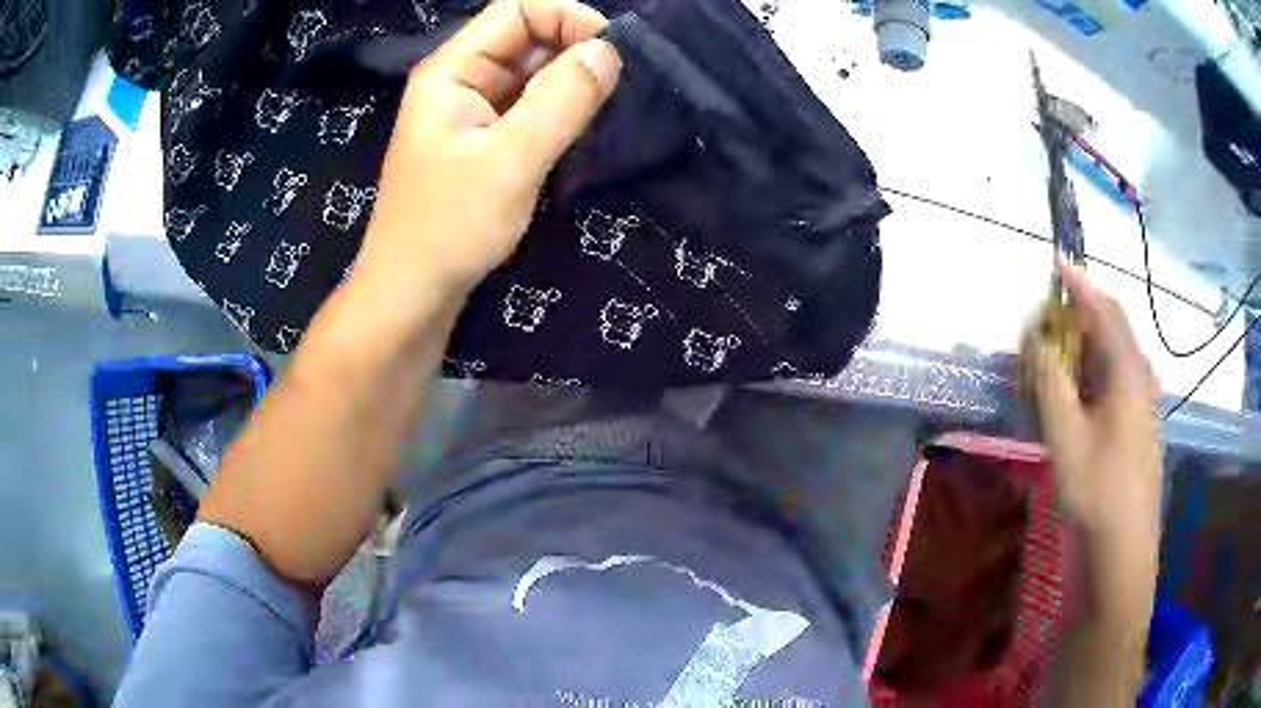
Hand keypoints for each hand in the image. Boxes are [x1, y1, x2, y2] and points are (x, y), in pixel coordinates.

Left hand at [353, 0, 621, 307]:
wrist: (410, 296)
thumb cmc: (448, 229)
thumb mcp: (510, 161)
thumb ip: (560, 101)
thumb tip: (608, 51)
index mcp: (451, 71)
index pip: (515, 10)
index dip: (567, 17)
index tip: (612, 51)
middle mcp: (459, 81)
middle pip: (525, 38)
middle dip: (574, 50)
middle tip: (618, 84)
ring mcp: (470, 112)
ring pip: (530, 74)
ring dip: (570, 82)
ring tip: (608, 107)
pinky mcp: (482, 141)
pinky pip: (527, 107)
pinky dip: (558, 110)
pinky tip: (583, 129)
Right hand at [1024, 257, 1162, 702]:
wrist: (1125, 546)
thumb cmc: (1097, 491)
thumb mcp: (1066, 436)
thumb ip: (1050, 380)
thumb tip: (1036, 337)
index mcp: (1127, 370)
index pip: (1102, 307)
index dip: (1078, 281)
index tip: (1055, 260)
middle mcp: (1140, 375)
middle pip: (1109, 327)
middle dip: (1077, 315)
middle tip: (1044, 325)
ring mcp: (1143, 400)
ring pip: (1111, 355)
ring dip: (1082, 347)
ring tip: (1054, 361)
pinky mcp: (1138, 421)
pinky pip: (1114, 379)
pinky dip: (1091, 373)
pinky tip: (1075, 396)